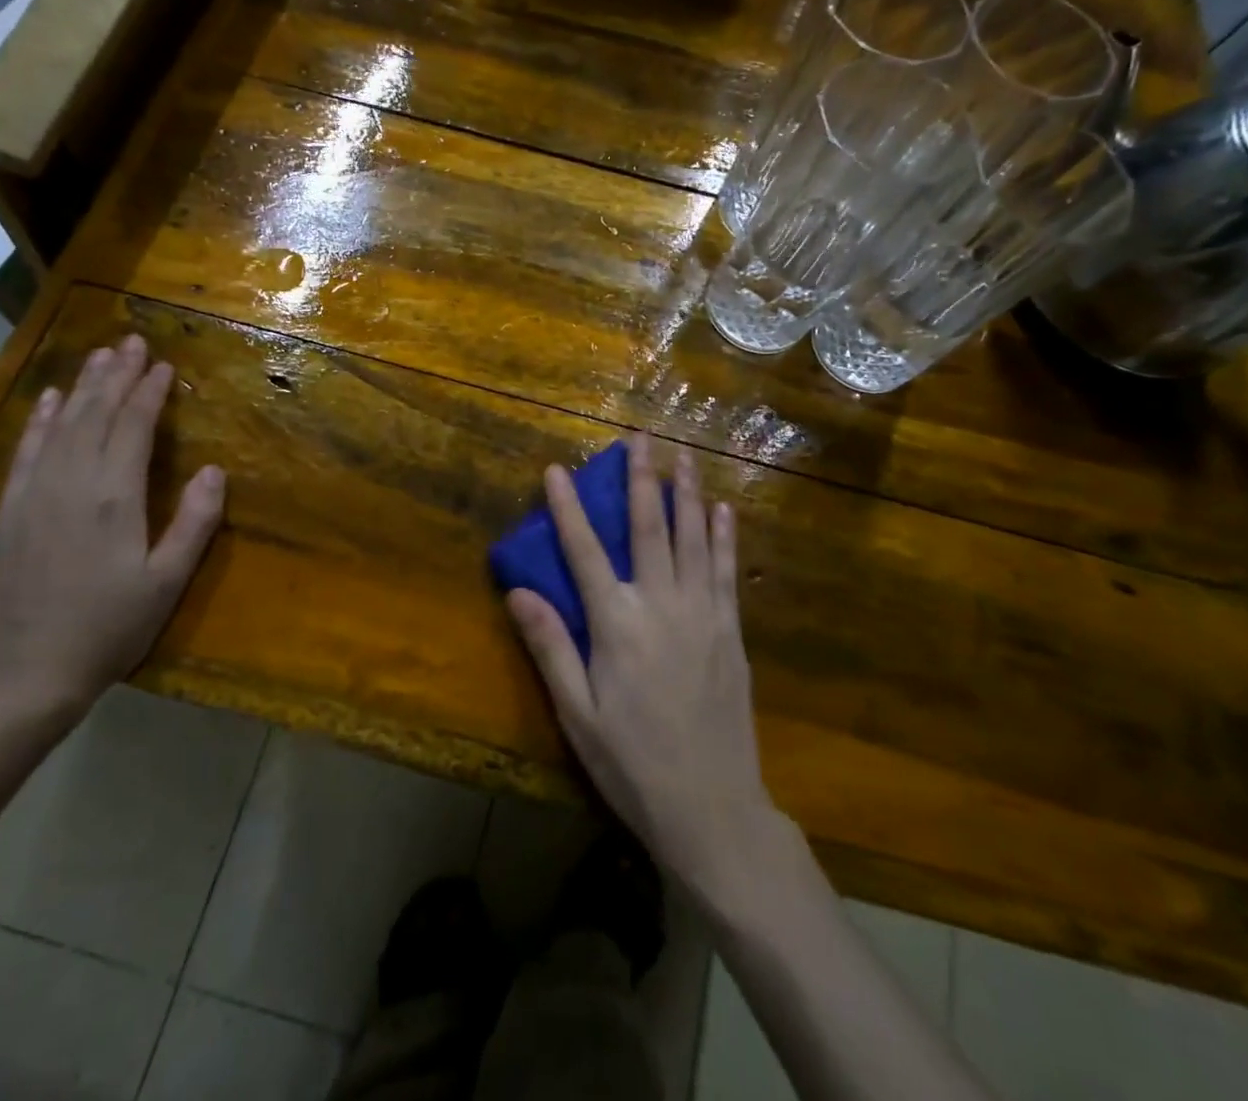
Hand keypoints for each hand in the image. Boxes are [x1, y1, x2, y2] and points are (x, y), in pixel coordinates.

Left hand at [0, 335, 224, 727]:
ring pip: (61, 425)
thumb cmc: (107, 630)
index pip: (133, 427)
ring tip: (99, 356)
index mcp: (113, 498)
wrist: (20, 677)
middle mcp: (70, 483)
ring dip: (83, 387)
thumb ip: (193, 523)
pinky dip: (41, 421)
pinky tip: (51, 402)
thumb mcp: (166, 583)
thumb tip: (213, 470)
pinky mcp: (8, 513)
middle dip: (117, 375)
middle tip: (131, 341)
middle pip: (96, 415)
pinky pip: (26, 452)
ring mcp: (33, 495)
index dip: (149, 392)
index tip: (163, 364)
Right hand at [506, 435, 775, 893]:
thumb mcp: (577, 715)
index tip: (556, 470)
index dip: (567, 509)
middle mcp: (661, 606)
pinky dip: (724, 536)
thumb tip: (517, 590)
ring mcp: (702, 615)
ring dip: (687, 492)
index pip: (585, 553)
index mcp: (617, 626)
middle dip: (641, 479)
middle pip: (649, 529)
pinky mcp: (730, 631)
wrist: (713, 810)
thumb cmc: (632, 764)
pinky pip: (726, 571)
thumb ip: (550, 648)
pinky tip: (723, 510)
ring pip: (693, 539)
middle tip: (640, 436)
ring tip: (683, 454)